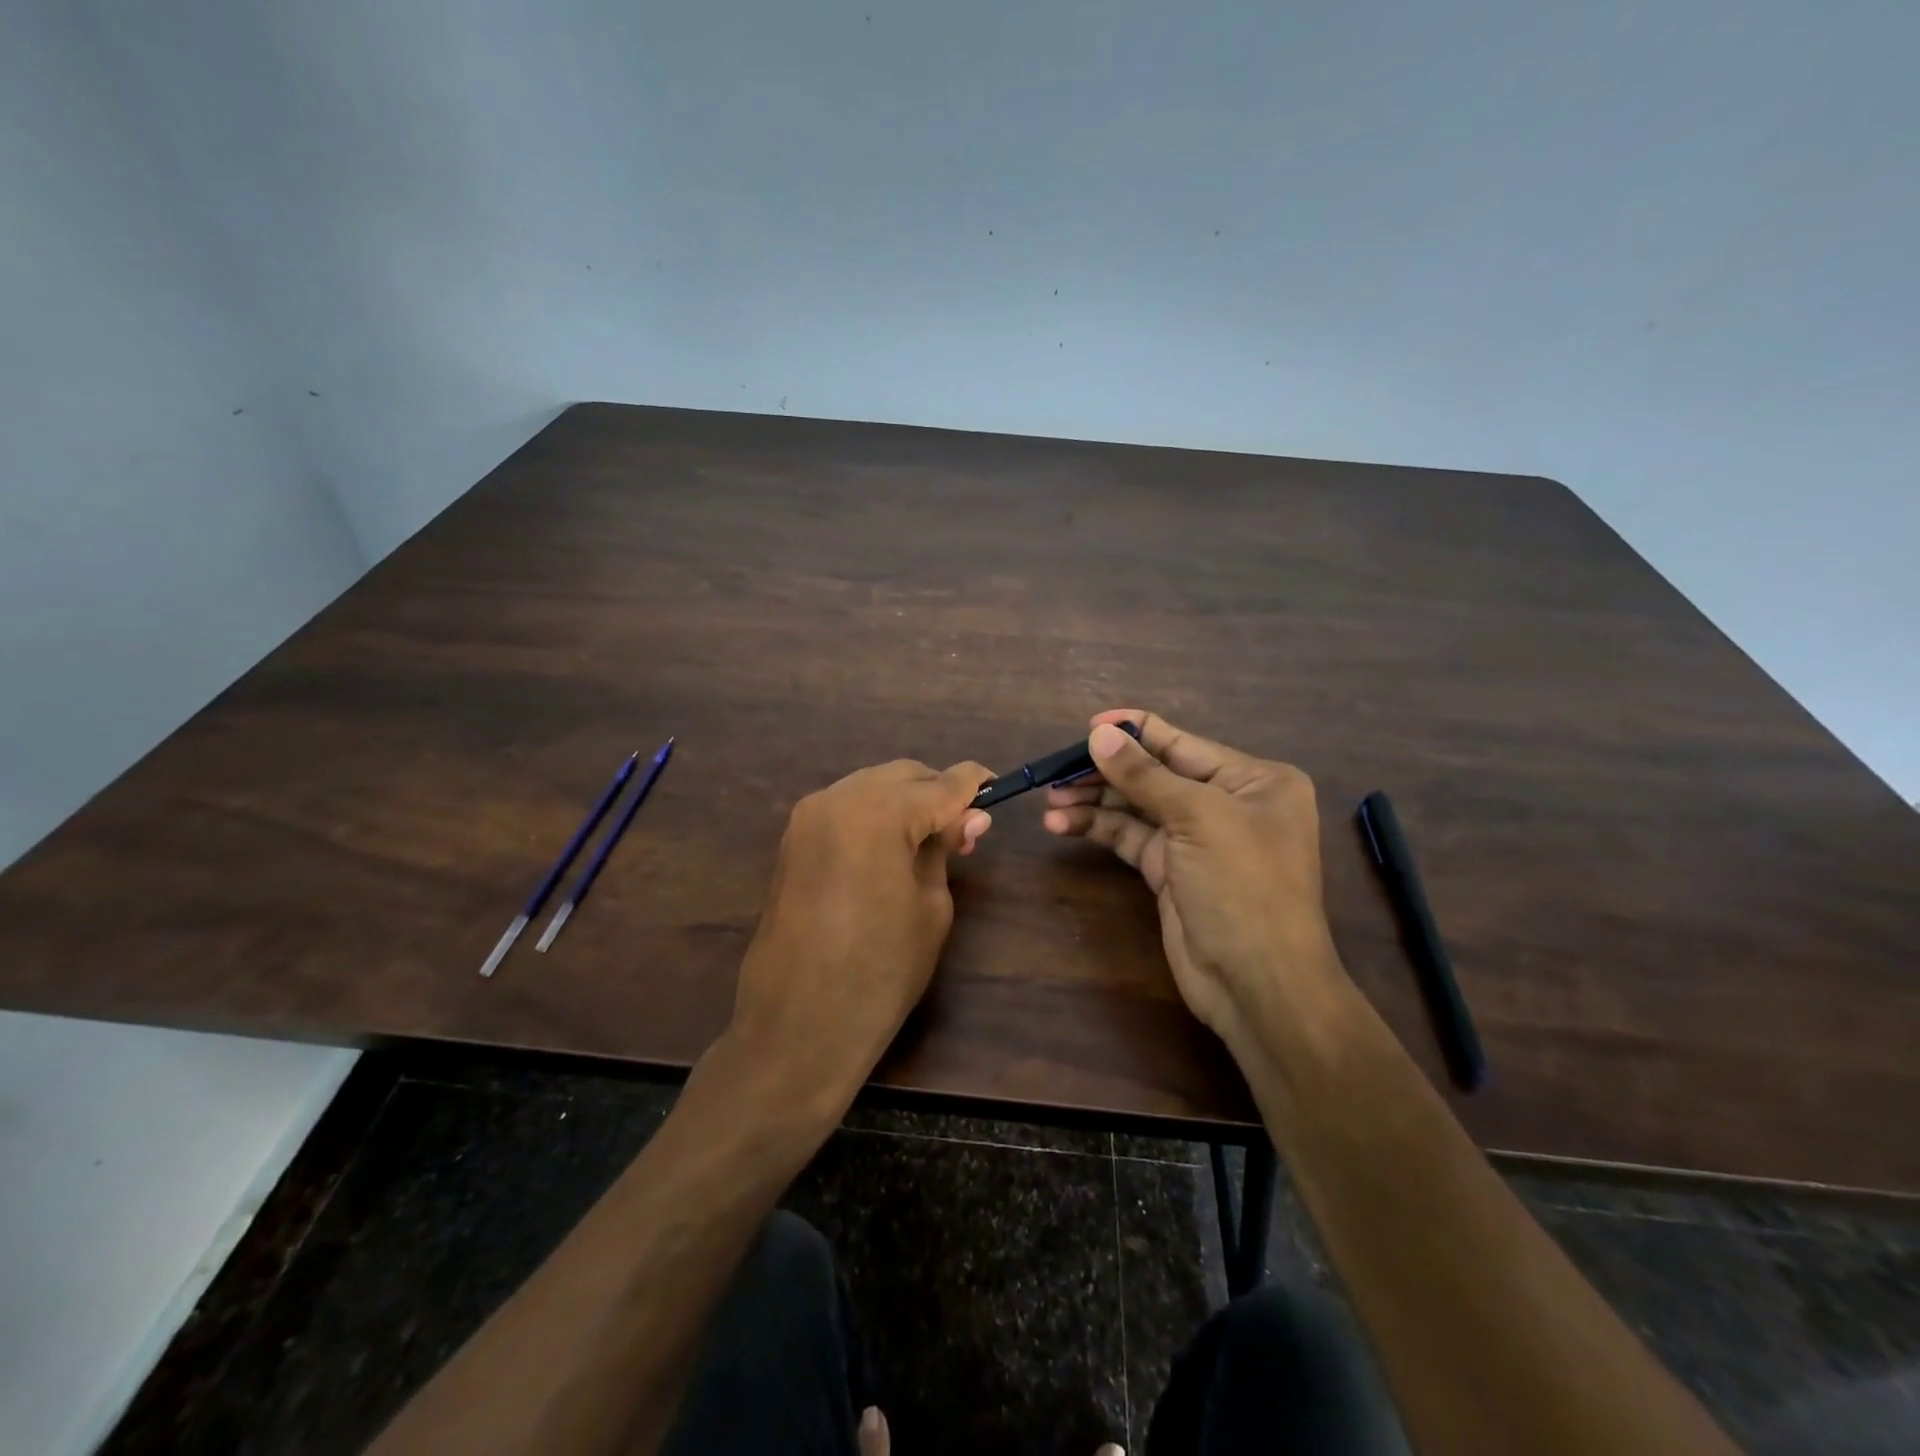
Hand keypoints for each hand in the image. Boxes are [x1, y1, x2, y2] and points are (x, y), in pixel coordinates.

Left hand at [731, 758, 993, 1107]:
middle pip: (903, 775)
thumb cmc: (881, 971)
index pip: (941, 783)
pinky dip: (875, 814)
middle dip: (937, 792)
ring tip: (929, 841)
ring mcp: (809, 816)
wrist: (798, 1023)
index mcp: (879, 813)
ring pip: (872, 785)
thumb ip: (945, 849)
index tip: (998, 786)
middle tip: (964, 830)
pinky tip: (892, 846)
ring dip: (905, 801)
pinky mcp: (793, 838)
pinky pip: (846, 807)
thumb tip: (969, 816)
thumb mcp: (931, 906)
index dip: (974, 783)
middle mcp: (838, 799)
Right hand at [1042, 710, 1341, 1044]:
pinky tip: (1063, 825)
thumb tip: (1099, 733)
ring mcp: (1196, 839)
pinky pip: (1129, 838)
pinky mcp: (1170, 870)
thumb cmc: (1242, 886)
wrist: (1257, 984)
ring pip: (1136, 807)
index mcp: (1252, 779)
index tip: (1087, 727)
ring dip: (1093, 802)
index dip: (1134, 732)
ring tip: (1051, 801)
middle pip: (1154, 774)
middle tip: (1056, 772)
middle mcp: (1226, 803)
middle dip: (1105, 772)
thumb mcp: (1197, 819)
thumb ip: (1144, 775)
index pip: (1182, 743)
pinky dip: (1098, 829)